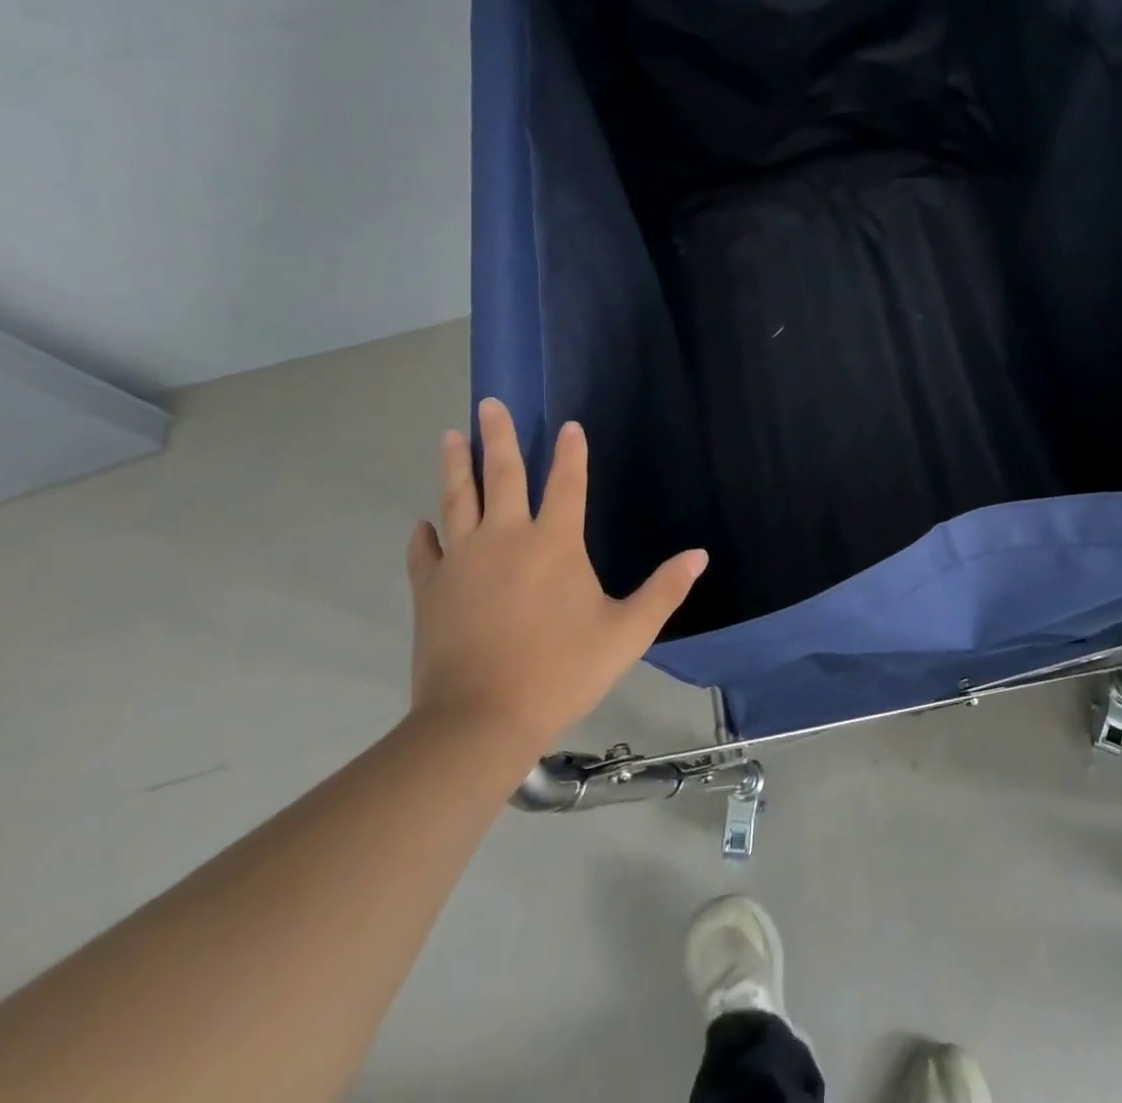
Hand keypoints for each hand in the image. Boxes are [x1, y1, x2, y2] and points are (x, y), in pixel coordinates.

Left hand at [405, 399, 707, 757]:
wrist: (481, 719)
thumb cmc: (562, 670)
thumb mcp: (627, 632)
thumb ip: (664, 590)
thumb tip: (699, 555)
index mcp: (555, 543)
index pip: (567, 484)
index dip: (571, 452)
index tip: (569, 425)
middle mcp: (506, 538)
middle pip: (503, 476)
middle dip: (500, 437)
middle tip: (490, 403)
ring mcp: (463, 561)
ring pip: (457, 500)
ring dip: (456, 466)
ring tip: (451, 435)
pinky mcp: (431, 590)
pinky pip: (425, 552)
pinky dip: (424, 535)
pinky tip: (422, 524)